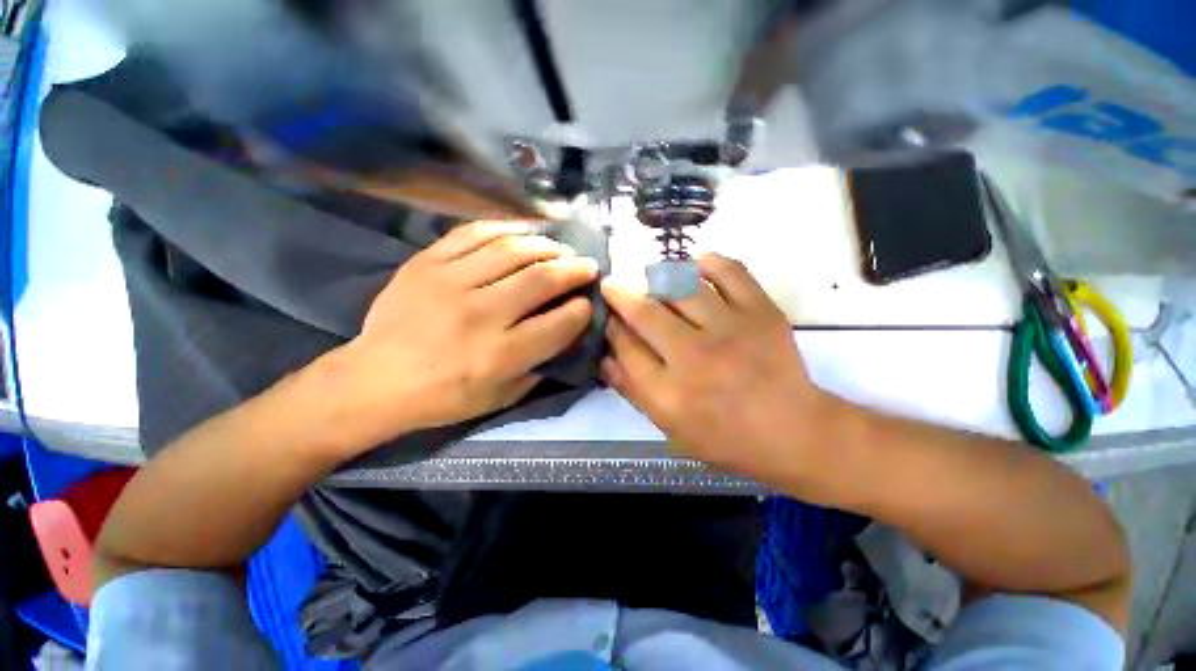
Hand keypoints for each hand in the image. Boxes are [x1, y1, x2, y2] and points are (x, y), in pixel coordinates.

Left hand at [329, 221, 597, 450]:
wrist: (376, 379)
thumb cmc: (445, 396)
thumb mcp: (502, 397)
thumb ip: (541, 366)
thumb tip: (568, 334)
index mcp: (501, 355)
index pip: (560, 323)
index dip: (582, 310)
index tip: (588, 303)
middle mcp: (481, 315)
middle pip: (542, 279)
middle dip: (574, 270)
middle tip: (588, 266)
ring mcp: (451, 283)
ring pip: (513, 250)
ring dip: (547, 246)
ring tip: (561, 249)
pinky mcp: (427, 262)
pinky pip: (474, 233)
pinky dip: (507, 228)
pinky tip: (525, 233)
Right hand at [601, 254, 831, 482]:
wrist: (793, 432)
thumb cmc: (725, 437)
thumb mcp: (670, 428)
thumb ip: (633, 392)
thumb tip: (603, 357)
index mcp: (670, 393)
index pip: (625, 347)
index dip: (610, 327)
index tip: (606, 316)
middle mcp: (695, 357)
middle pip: (645, 313)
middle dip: (620, 295)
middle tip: (612, 287)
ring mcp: (731, 329)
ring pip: (680, 287)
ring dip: (656, 279)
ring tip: (649, 280)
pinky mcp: (761, 311)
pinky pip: (729, 271)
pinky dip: (707, 262)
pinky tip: (694, 266)